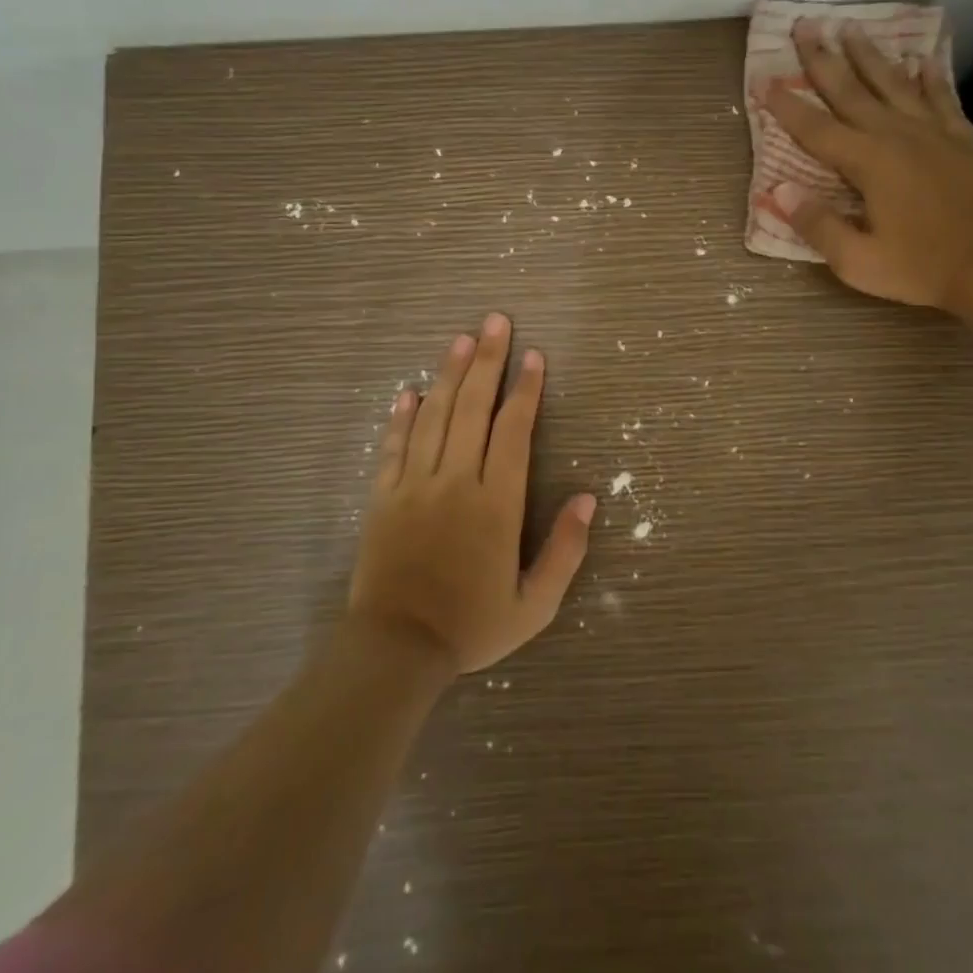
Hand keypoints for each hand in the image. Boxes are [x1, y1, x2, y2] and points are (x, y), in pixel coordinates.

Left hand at [348, 313, 594, 674]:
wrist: (395, 650)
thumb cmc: (472, 626)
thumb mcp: (534, 604)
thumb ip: (565, 550)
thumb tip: (589, 498)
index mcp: (496, 503)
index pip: (514, 431)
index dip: (526, 391)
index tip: (534, 357)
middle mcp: (456, 481)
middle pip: (473, 408)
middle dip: (488, 361)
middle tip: (496, 321)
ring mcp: (414, 485)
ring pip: (434, 416)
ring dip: (449, 374)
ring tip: (461, 339)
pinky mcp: (383, 497)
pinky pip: (393, 446)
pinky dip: (402, 416)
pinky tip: (409, 390)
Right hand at [763, 20, 972, 313]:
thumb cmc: (916, 268)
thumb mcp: (855, 260)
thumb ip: (817, 224)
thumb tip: (780, 190)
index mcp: (869, 162)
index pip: (816, 129)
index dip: (787, 106)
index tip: (763, 81)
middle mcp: (898, 136)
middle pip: (852, 92)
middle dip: (824, 59)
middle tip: (805, 26)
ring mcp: (933, 135)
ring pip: (895, 85)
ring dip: (870, 56)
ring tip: (851, 27)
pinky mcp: (961, 142)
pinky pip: (943, 100)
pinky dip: (932, 79)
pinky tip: (923, 60)